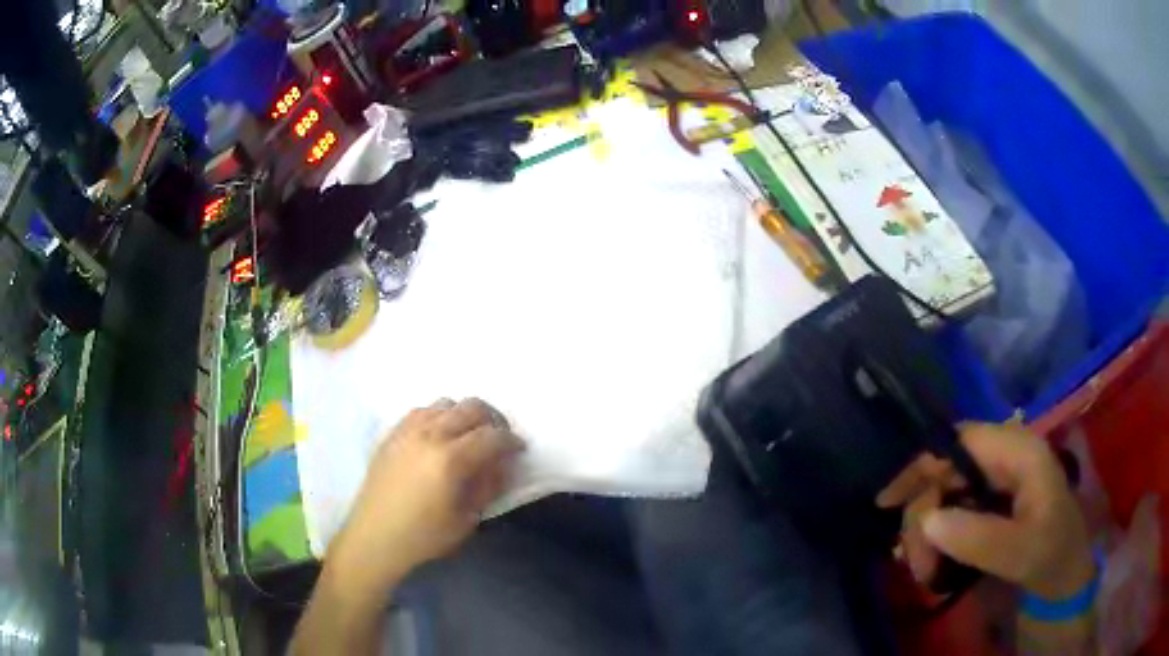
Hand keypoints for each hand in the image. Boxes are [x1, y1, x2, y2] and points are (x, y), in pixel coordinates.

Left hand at [329, 398, 523, 591]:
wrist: (375, 536)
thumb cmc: (424, 536)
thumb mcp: (467, 519)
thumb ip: (488, 486)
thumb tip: (501, 464)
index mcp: (450, 460)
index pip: (492, 436)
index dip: (511, 440)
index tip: (519, 448)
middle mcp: (430, 435)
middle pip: (471, 408)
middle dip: (492, 420)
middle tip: (499, 438)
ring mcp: (408, 430)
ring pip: (446, 403)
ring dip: (464, 415)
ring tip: (468, 436)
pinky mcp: (393, 433)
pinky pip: (422, 410)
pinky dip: (439, 416)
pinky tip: (440, 436)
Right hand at [877, 423, 1093, 599]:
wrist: (1066, 578)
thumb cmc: (1053, 555)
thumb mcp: (1023, 551)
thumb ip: (980, 536)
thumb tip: (928, 519)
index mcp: (1018, 452)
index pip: (960, 441)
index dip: (922, 465)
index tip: (888, 503)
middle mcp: (1005, 459)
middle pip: (947, 471)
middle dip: (924, 517)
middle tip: (917, 565)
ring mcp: (998, 482)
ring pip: (945, 496)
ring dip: (927, 535)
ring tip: (927, 574)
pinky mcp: (993, 505)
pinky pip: (953, 513)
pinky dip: (936, 539)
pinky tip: (932, 564)